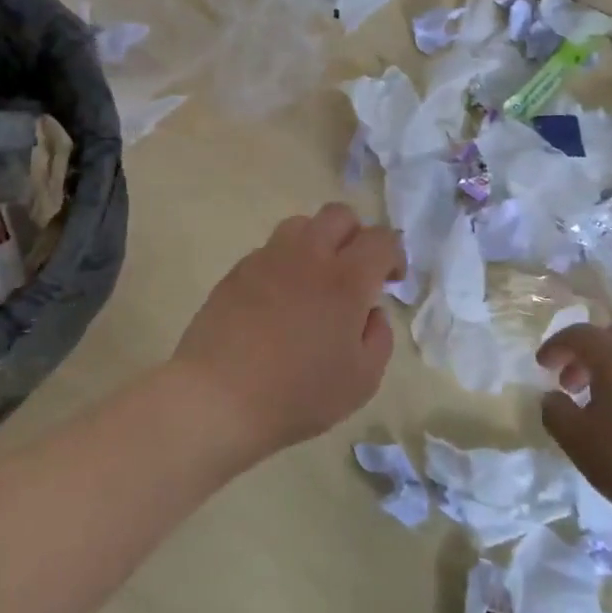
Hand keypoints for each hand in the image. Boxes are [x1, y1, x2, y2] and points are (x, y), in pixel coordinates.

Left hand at [172, 203, 405, 460]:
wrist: (217, 397)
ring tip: (315, 280)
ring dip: (318, 242)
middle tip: (355, 272)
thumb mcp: (361, 380)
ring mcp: (268, 258)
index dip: (394, 254)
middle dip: (356, 236)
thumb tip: (370, 311)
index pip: (381, 239)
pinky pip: (271, 251)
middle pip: (339, 215)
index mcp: (345, 279)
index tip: (390, 280)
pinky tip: (279, 301)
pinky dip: (285, 264)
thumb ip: (378, 337)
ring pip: (301, 225)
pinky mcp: (238, 270)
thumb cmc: (297, 394)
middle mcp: (308, 255)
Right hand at [537, 322, 611, 550]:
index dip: (556, 346)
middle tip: (569, 382)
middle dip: (585, 354)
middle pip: (611, 337)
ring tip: (599, 406)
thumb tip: (551, 397)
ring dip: (611, 371)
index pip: (579, 334)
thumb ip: (555, 413)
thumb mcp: (580, 444)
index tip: (541, 366)